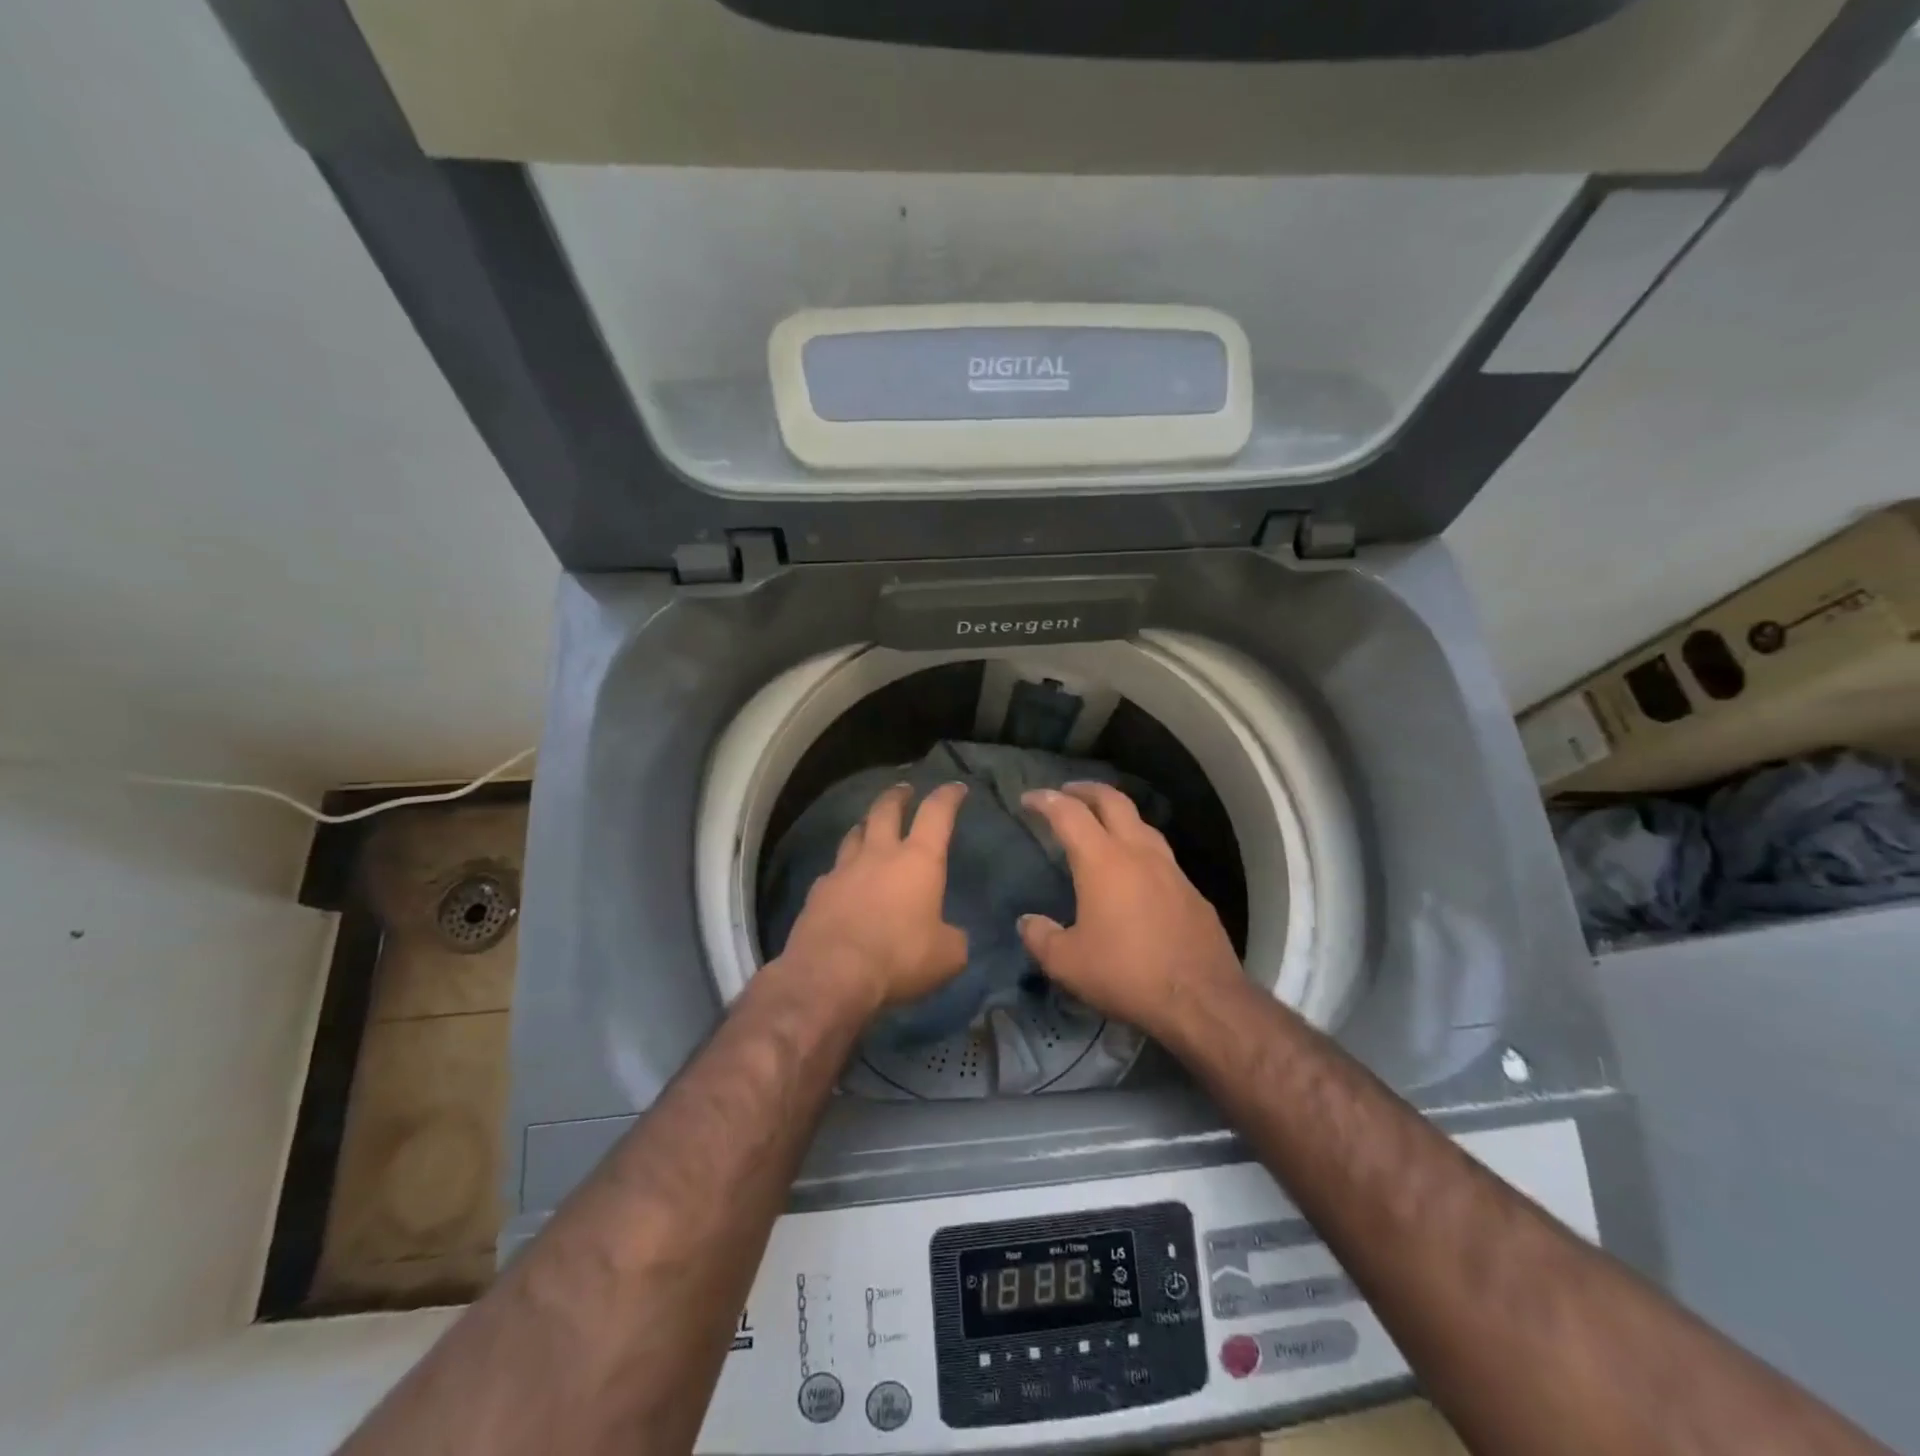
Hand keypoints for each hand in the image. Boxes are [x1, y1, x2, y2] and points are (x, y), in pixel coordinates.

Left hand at [776, 782, 970, 1015]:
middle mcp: (879, 855)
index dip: (948, 797)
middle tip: (903, 790)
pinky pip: (833, 871)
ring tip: (869, 827)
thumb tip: (949, 935)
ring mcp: (843, 870)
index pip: (936, 814)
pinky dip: (842, 870)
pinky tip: (843, 880)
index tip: (955, 788)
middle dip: (898, 797)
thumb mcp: (947, 956)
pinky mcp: (817, 892)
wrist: (831, 974)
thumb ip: (953, 939)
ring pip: (854, 834)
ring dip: (865, 826)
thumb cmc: (899, 958)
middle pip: (886, 810)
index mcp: (918, 861)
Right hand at [1018, 782, 1243, 1037]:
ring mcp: (1170, 869)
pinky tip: (1135, 870)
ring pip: (1141, 822)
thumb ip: (1041, 938)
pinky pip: (1159, 853)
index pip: (1069, 813)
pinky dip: (1139, 845)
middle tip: (1066, 792)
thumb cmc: (1126, 973)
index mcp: (1102, 861)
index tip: (1028, 799)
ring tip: (1101, 823)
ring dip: (1117, 813)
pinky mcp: (1191, 890)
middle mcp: (1138, 852)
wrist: (1201, 999)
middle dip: (1085, 790)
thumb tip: (1027, 922)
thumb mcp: (1068, 964)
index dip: (1045, 800)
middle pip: (1112, 801)